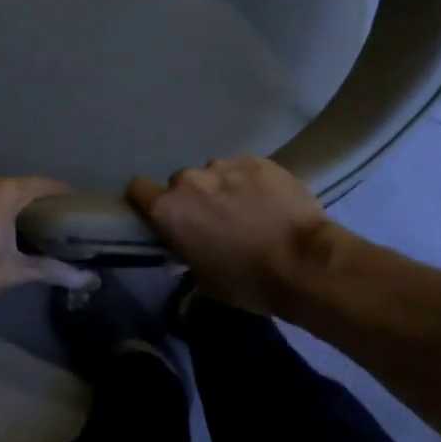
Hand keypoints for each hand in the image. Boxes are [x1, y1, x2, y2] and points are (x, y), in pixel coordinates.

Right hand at [128, 157, 338, 314]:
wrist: (302, 263)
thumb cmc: (246, 280)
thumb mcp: (202, 278)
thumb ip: (186, 251)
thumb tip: (189, 244)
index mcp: (169, 210)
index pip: (137, 190)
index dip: (146, 201)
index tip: (161, 216)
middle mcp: (191, 180)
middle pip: (181, 184)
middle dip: (193, 199)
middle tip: (214, 221)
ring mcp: (227, 165)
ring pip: (215, 174)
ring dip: (223, 189)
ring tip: (247, 210)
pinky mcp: (260, 161)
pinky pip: (244, 169)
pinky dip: (251, 183)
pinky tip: (269, 202)